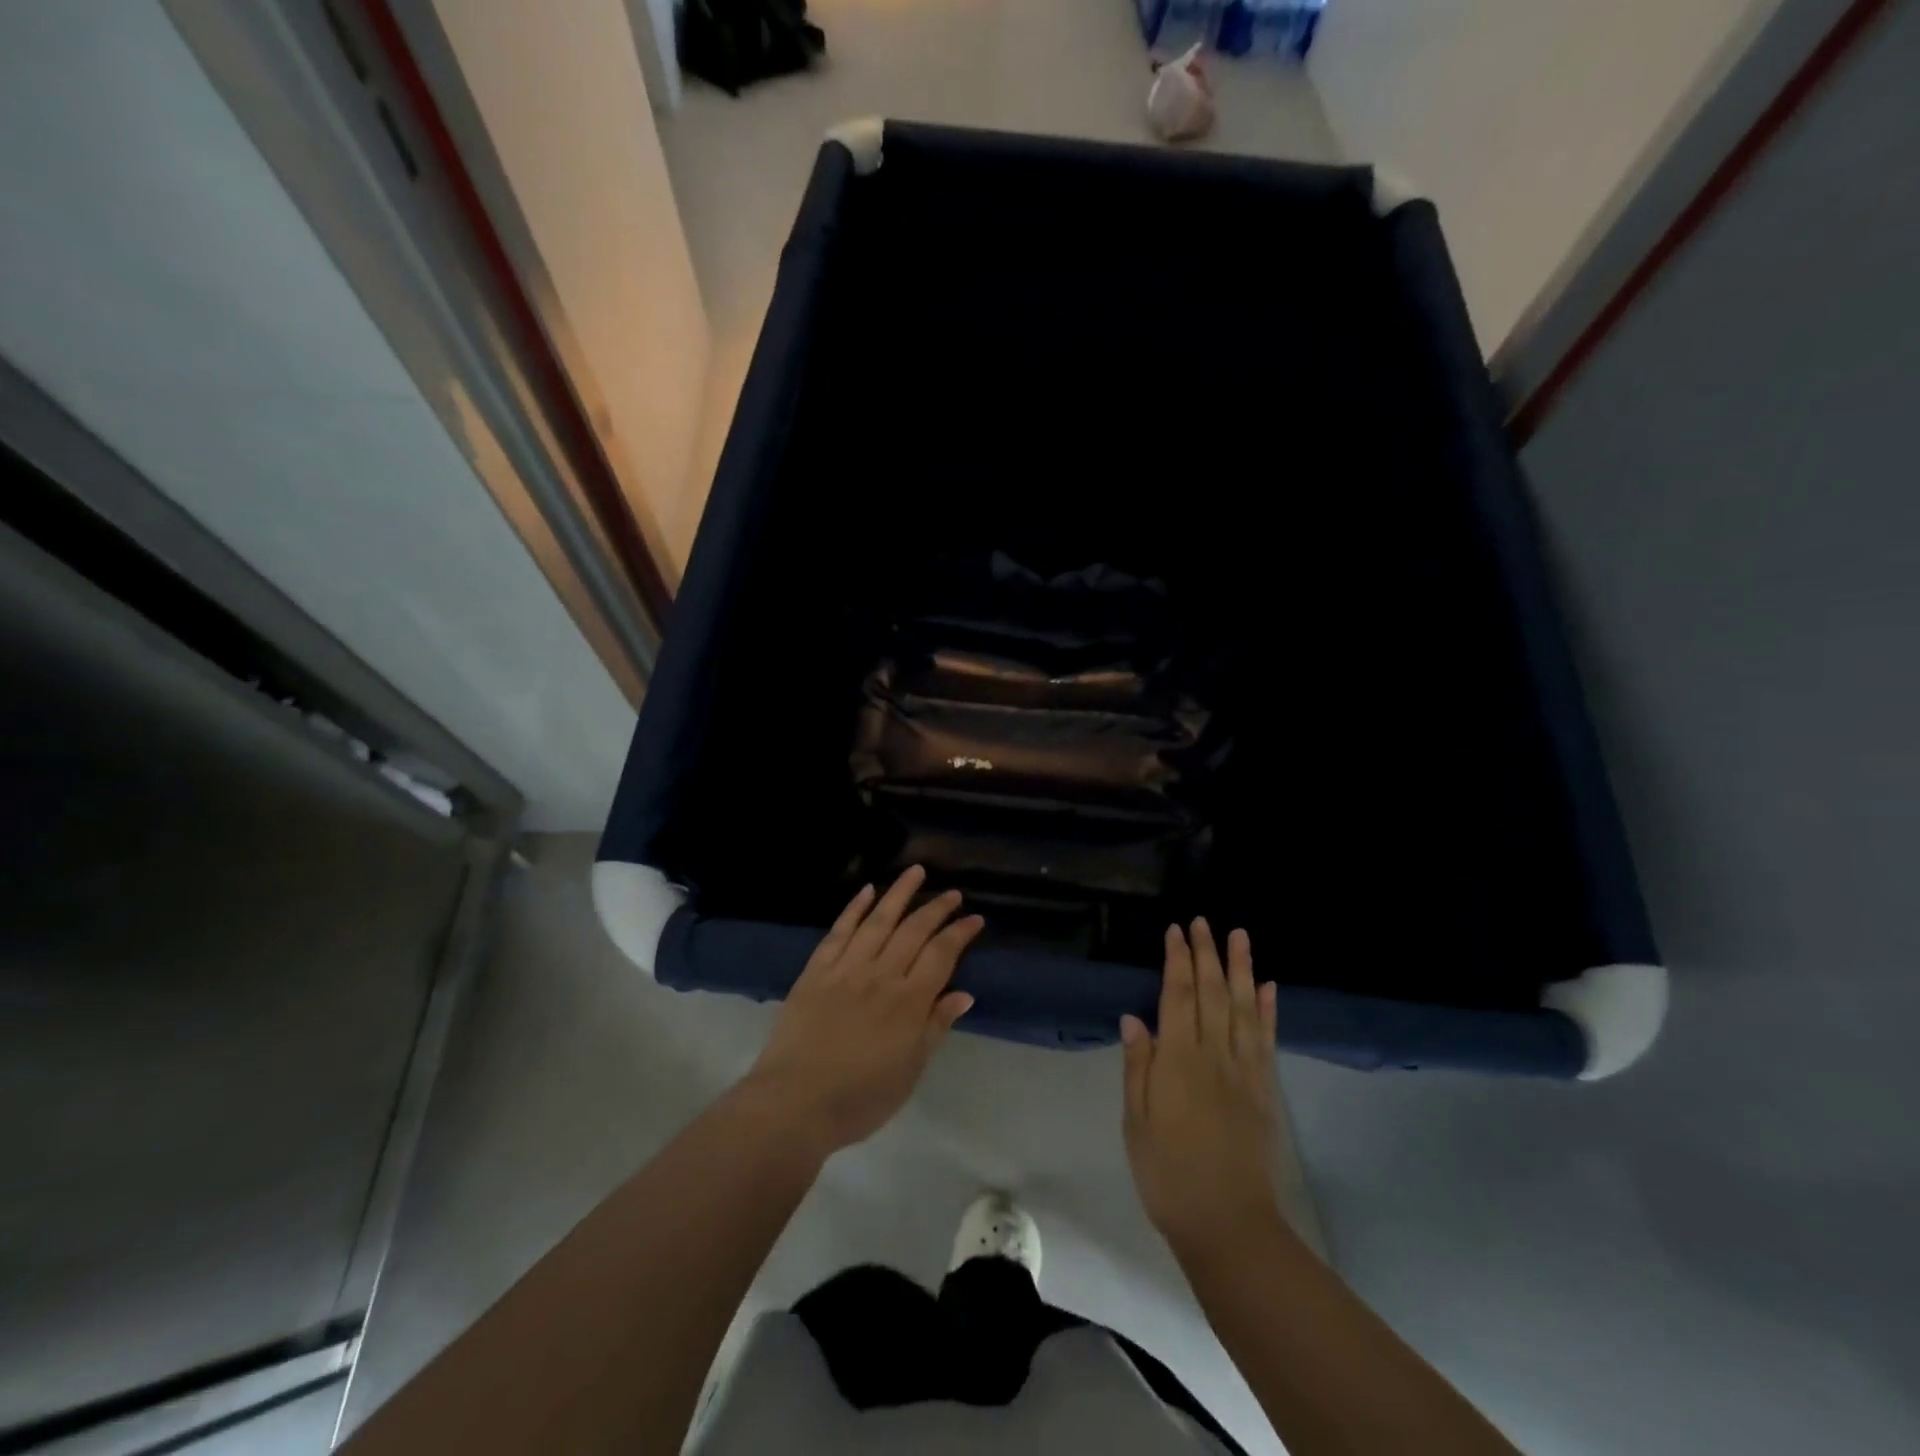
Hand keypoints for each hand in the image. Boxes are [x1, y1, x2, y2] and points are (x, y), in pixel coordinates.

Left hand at [742, 867, 981, 1160]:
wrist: (794, 1104)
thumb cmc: (860, 1098)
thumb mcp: (910, 1071)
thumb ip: (936, 1027)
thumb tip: (963, 994)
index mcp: (909, 1002)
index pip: (941, 955)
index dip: (959, 933)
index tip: (974, 919)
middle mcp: (881, 975)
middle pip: (913, 930)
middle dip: (936, 908)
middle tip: (952, 893)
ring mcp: (846, 969)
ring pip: (878, 920)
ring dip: (899, 893)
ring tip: (915, 871)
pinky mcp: (816, 971)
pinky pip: (838, 931)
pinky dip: (854, 909)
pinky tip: (866, 891)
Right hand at [1121, 920, 1284, 1256]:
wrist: (1229, 1225)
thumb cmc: (1168, 1175)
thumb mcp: (1136, 1124)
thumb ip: (1138, 1067)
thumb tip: (1133, 1017)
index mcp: (1178, 1062)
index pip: (1178, 997)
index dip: (1177, 961)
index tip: (1175, 931)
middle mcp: (1214, 1056)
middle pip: (1212, 993)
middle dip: (1207, 954)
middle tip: (1203, 921)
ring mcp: (1245, 1071)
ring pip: (1243, 1008)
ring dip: (1241, 969)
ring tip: (1240, 936)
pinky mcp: (1265, 1090)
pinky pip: (1267, 1040)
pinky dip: (1268, 1010)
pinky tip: (1268, 987)